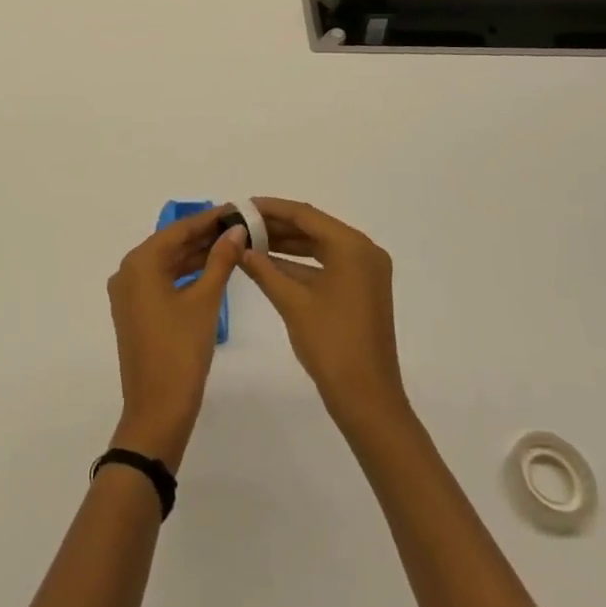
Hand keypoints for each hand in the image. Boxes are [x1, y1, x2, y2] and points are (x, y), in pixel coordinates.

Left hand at [106, 209, 245, 470]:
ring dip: (195, 255)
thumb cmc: (181, 352)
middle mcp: (127, 271)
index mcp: (139, 263)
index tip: (234, 208)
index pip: (178, 230)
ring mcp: (128, 294)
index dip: (208, 219)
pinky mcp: (134, 312)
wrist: (157, 412)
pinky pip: (161, 282)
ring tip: (230, 245)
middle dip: (203, 236)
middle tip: (237, 226)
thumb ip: (221, 260)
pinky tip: (209, 270)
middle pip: (170, 244)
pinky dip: (184, 275)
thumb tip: (237, 230)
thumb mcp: (205, 301)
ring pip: (166, 264)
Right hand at [237, 198, 408, 434]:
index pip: (305, 215)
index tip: (242, 205)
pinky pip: (327, 266)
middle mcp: (363, 251)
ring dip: (286, 246)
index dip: (271, 208)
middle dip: (277, 227)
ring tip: (250, 242)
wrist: (367, 401)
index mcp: (352, 246)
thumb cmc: (331, 345)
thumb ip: (263, 269)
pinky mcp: (361, 291)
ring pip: (319, 247)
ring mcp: (365, 272)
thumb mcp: (292, 302)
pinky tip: (269, 266)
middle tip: (242, 224)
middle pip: (313, 228)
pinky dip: (300, 265)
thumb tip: (238, 247)